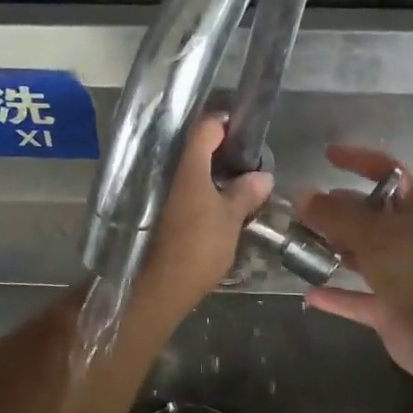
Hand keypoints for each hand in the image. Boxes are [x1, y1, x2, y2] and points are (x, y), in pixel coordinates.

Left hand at [127, 117, 273, 326]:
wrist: (157, 286)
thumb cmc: (198, 247)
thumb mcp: (230, 219)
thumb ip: (246, 193)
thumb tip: (263, 176)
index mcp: (188, 164)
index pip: (206, 127)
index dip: (226, 125)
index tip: (244, 134)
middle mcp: (166, 168)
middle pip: (192, 145)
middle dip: (216, 149)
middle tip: (241, 160)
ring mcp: (153, 187)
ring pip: (182, 167)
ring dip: (203, 170)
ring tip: (228, 180)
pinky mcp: (149, 207)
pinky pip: (173, 184)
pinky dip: (190, 187)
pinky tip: (207, 200)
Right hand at [296, 146, 412, 376]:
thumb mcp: (373, 232)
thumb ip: (334, 214)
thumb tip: (301, 195)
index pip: (387, 171)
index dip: (358, 160)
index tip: (327, 156)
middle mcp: (410, 237)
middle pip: (368, 215)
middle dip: (335, 210)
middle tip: (299, 212)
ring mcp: (402, 274)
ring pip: (361, 255)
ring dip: (332, 251)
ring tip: (297, 245)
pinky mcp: (392, 309)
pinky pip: (357, 298)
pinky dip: (336, 296)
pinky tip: (309, 294)